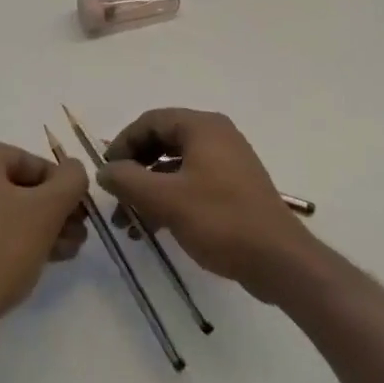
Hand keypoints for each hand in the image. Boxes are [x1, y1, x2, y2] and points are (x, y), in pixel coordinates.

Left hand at [0, 143, 88, 334]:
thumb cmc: (2, 248)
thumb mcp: (47, 210)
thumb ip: (71, 181)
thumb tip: (74, 169)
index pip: (30, 161)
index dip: (62, 185)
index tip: (81, 210)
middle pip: (18, 186)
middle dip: (53, 210)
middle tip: (79, 231)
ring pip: (7, 209)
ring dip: (42, 226)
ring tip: (69, 249)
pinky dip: (18, 237)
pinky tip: (47, 257)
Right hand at [99, 109, 317, 303]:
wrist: (280, 261)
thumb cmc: (221, 220)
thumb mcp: (166, 200)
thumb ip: (128, 181)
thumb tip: (103, 171)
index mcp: (202, 127)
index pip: (151, 121)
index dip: (123, 143)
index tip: (106, 172)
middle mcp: (216, 136)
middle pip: (162, 142)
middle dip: (134, 170)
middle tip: (115, 198)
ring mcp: (227, 162)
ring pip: (174, 166)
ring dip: (148, 190)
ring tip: (128, 223)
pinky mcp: (233, 188)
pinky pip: (191, 183)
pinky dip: (168, 199)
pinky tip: (153, 228)